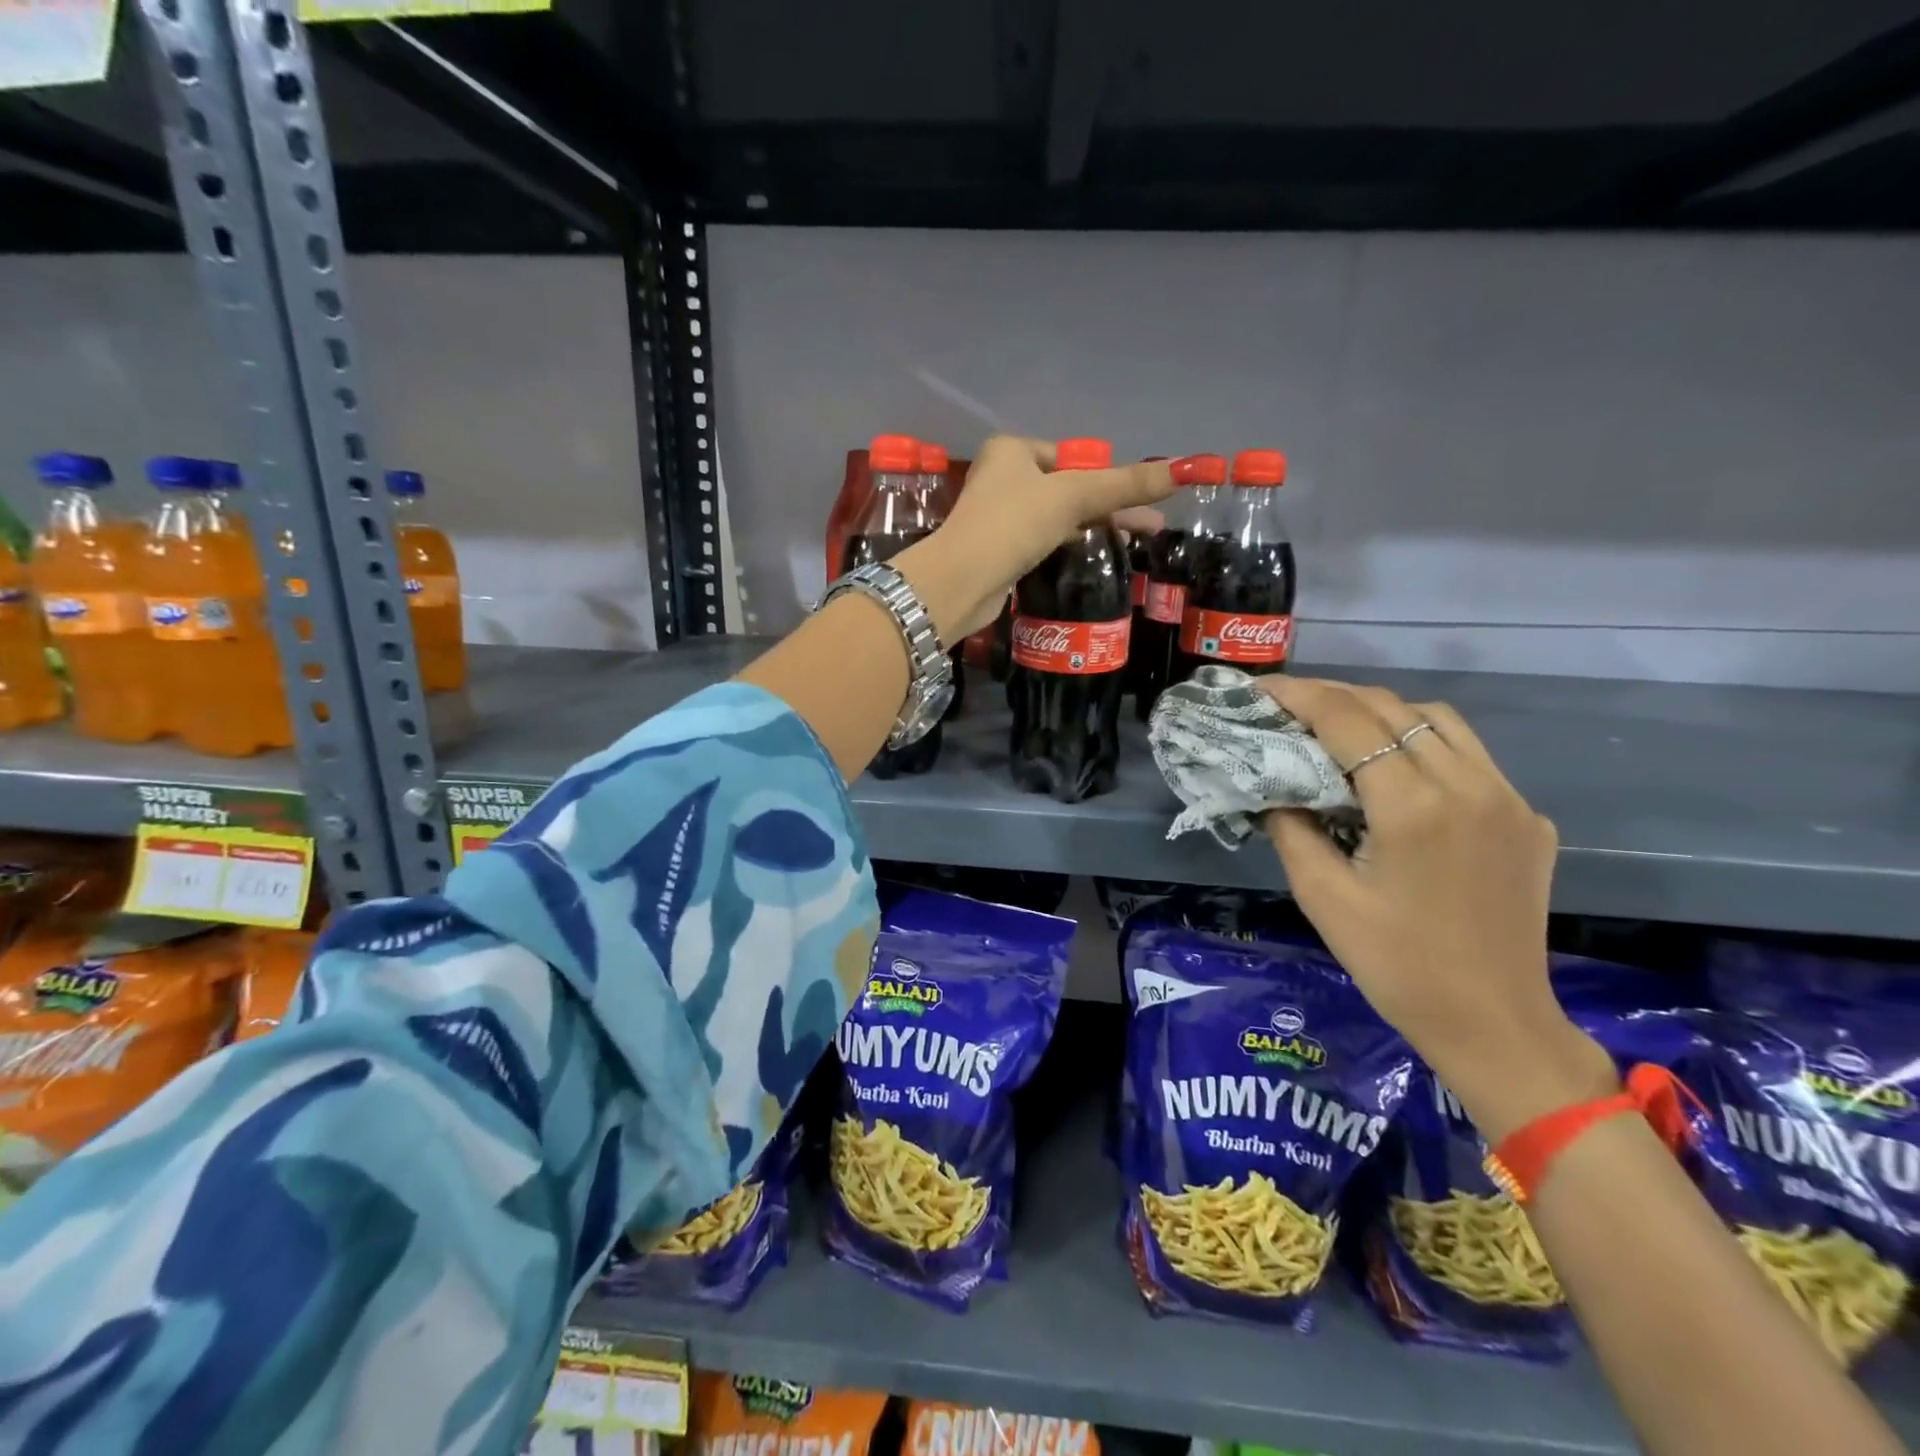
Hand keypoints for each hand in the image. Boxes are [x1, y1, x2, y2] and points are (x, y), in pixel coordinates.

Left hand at [894, 436, 1175, 642]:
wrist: (960, 583)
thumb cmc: (1013, 525)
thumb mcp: (1073, 497)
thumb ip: (1126, 485)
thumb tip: (1186, 468)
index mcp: (1011, 451)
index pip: (1068, 456)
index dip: (1103, 476)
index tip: (1136, 497)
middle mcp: (1001, 478)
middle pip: (1067, 487)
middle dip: (1109, 505)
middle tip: (1152, 524)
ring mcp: (998, 517)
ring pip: (1057, 517)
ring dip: (1093, 528)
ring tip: (1135, 542)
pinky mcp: (999, 552)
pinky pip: (1043, 541)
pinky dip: (1069, 546)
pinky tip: (1093, 557)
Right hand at [1258, 676, 1616, 1137]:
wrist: (1494, 1023)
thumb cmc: (1396, 965)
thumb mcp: (1321, 897)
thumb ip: (1291, 828)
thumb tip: (1274, 787)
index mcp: (1414, 806)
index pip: (1347, 720)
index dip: (1298, 695)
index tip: (1260, 689)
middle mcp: (1468, 785)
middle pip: (1392, 707)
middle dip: (1333, 696)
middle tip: (1287, 705)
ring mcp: (1508, 798)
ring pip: (1438, 719)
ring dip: (1381, 711)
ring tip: (1338, 727)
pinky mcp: (1528, 818)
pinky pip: (1469, 755)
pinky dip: (1422, 743)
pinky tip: (1396, 772)